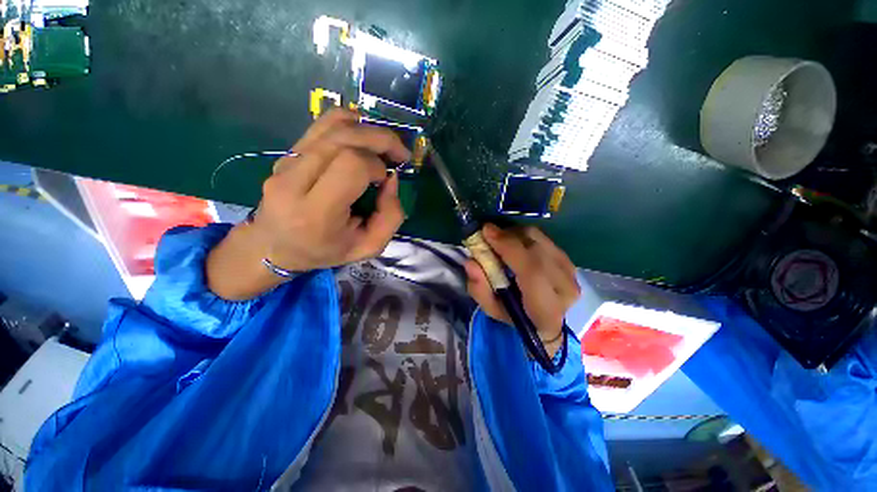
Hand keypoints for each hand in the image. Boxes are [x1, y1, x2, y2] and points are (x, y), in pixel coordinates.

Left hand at [251, 108, 410, 271]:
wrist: (274, 246)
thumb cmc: (325, 250)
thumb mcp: (368, 247)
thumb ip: (390, 217)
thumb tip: (392, 178)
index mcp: (316, 213)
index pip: (351, 166)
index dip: (377, 167)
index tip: (385, 181)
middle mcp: (295, 181)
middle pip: (344, 138)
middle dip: (381, 140)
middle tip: (399, 154)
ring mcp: (286, 161)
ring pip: (333, 124)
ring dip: (368, 130)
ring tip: (384, 146)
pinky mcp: (287, 152)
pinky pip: (323, 124)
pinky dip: (351, 125)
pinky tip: (363, 140)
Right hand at [464, 224, 580, 356]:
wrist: (545, 320)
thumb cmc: (514, 316)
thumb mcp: (491, 309)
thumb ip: (479, 288)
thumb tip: (471, 262)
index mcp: (546, 309)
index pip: (532, 272)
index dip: (509, 247)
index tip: (486, 232)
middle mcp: (565, 288)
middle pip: (536, 249)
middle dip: (508, 236)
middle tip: (487, 234)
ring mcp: (571, 272)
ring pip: (539, 239)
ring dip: (515, 234)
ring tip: (499, 241)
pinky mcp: (569, 260)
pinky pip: (543, 238)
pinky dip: (524, 236)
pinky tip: (513, 243)